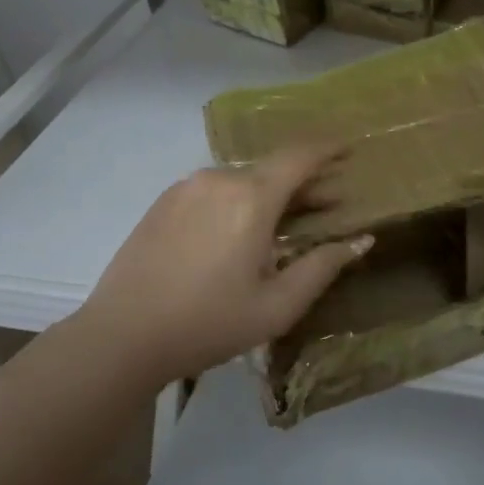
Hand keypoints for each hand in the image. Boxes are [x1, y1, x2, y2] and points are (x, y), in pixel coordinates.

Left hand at [73, 143, 373, 383]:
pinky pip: (213, 189)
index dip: (328, 149)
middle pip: (272, 168)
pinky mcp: (164, 201)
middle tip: (328, 203)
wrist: (122, 335)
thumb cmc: (209, 324)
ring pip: (241, 179)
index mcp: (251, 198)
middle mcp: (219, 179)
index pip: (300, 157)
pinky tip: (238, 230)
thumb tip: (361, 239)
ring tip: (283, 222)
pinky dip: (237, 199)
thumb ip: (323, 267)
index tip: (348, 150)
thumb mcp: (276, 306)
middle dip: (304, 181)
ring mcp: (186, 187)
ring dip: (269, 192)